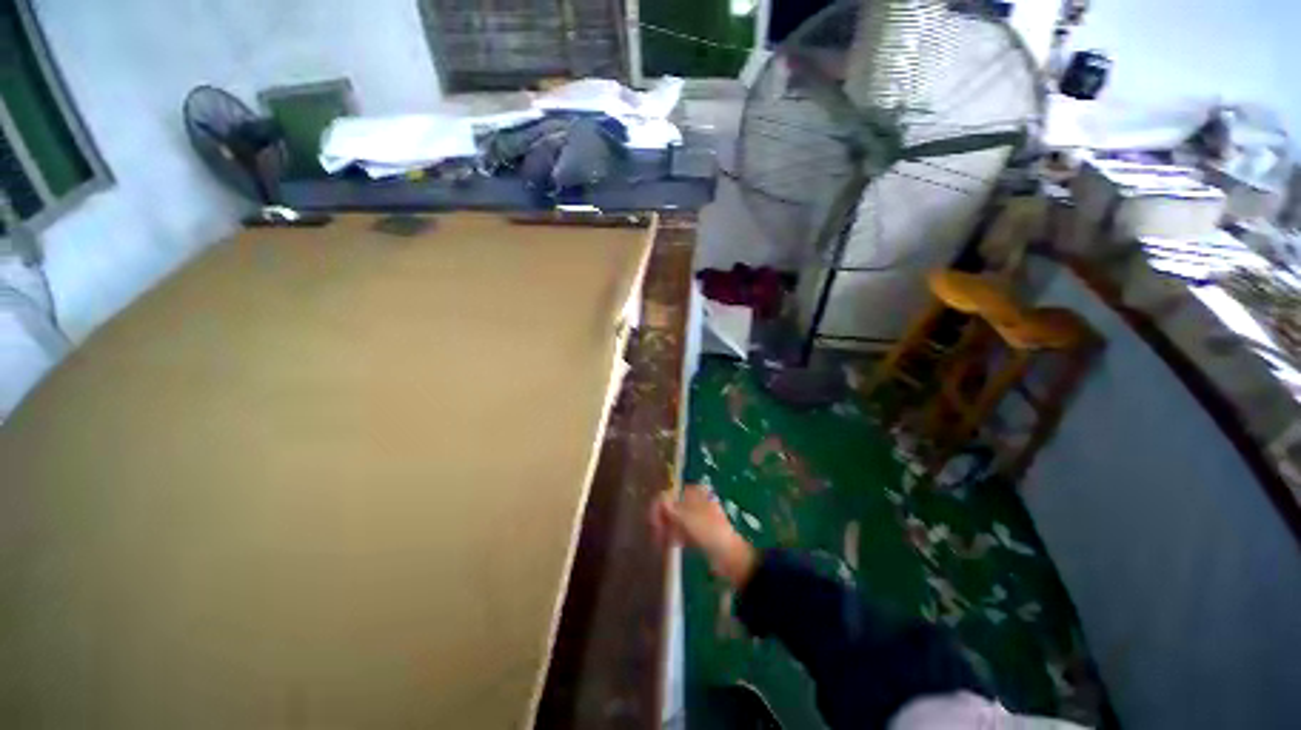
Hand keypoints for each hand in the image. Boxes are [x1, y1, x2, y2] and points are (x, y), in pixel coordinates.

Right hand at [651, 485, 757, 587]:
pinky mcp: (699, 531)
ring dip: (666, 529)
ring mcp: (698, 516)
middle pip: (672, 505)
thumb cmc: (707, 531)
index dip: (659, 506)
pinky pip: (682, 530)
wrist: (729, 555)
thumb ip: (668, 507)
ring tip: (660, 542)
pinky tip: (671, 545)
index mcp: (694, 491)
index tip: (652, 523)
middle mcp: (696, 499)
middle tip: (655, 534)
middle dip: (662, 519)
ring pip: (676, 519)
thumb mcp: (685, 517)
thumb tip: (657, 499)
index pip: (670, 493)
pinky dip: (674, 536)